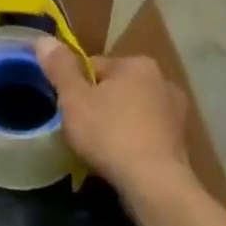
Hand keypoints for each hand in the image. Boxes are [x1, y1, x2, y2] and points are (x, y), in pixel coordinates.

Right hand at [36, 40, 196, 192]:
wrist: (155, 186)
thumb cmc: (110, 134)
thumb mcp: (74, 98)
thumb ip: (59, 67)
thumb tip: (44, 40)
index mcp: (137, 64)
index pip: (93, 66)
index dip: (75, 86)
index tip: (67, 108)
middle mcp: (163, 80)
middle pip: (115, 86)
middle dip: (98, 102)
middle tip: (81, 127)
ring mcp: (177, 112)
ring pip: (132, 109)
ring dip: (117, 121)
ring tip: (101, 146)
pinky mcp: (182, 141)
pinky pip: (147, 131)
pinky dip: (134, 139)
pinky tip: (122, 157)